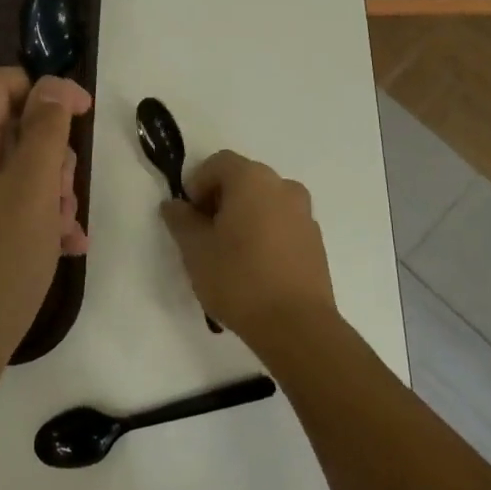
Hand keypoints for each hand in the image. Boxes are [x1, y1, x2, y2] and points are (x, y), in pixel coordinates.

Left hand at [0, 68, 91, 391]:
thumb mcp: (29, 192)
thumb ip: (45, 132)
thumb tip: (53, 84)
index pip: (2, 83)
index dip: (45, 88)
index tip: (84, 115)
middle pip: (15, 128)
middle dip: (54, 152)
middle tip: (67, 190)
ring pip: (20, 174)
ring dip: (53, 191)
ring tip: (67, 227)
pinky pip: (13, 213)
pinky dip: (42, 222)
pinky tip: (68, 248)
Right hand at [160, 150, 336, 344]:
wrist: (296, 326)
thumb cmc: (238, 278)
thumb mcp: (195, 249)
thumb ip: (181, 220)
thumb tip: (174, 205)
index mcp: (252, 179)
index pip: (218, 163)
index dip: (197, 184)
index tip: (188, 216)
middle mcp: (283, 186)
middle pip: (243, 180)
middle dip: (219, 200)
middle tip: (204, 234)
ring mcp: (304, 213)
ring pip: (264, 202)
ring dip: (244, 216)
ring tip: (229, 253)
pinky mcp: (316, 241)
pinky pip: (282, 224)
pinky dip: (265, 233)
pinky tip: (254, 267)